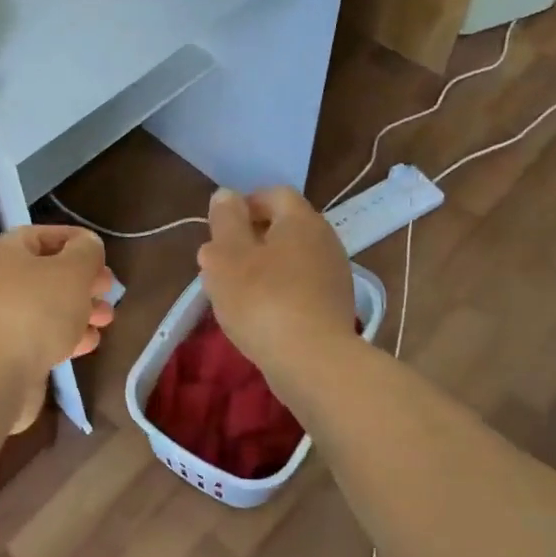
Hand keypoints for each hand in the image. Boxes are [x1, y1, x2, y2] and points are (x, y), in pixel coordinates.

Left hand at [0, 226, 114, 431]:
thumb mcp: (73, 270)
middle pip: (46, 273)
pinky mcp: (4, 352)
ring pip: (46, 307)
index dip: (77, 241)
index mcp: (4, 252)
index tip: (104, 256)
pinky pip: (39, 335)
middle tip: (109, 290)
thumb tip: (87, 246)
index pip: (43, 236)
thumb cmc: (36, 310)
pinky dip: (65, 336)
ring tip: (106, 319)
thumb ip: (86, 252)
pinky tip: (89, 343)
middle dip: (82, 281)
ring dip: (79, 310)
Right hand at [198, 188, 352, 373]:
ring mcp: (335, 275)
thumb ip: (225, 220)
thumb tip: (227, 195)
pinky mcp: (336, 307)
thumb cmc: (262, 300)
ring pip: (292, 259)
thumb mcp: (227, 255)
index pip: (274, 194)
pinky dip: (280, 292)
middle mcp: (325, 240)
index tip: (220, 229)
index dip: (245, 205)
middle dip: (252, 239)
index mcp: (301, 220)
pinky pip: (301, 287)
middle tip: (222, 263)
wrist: (313, 362)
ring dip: (264, 268)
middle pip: (285, 227)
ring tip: (236, 293)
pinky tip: (261, 316)